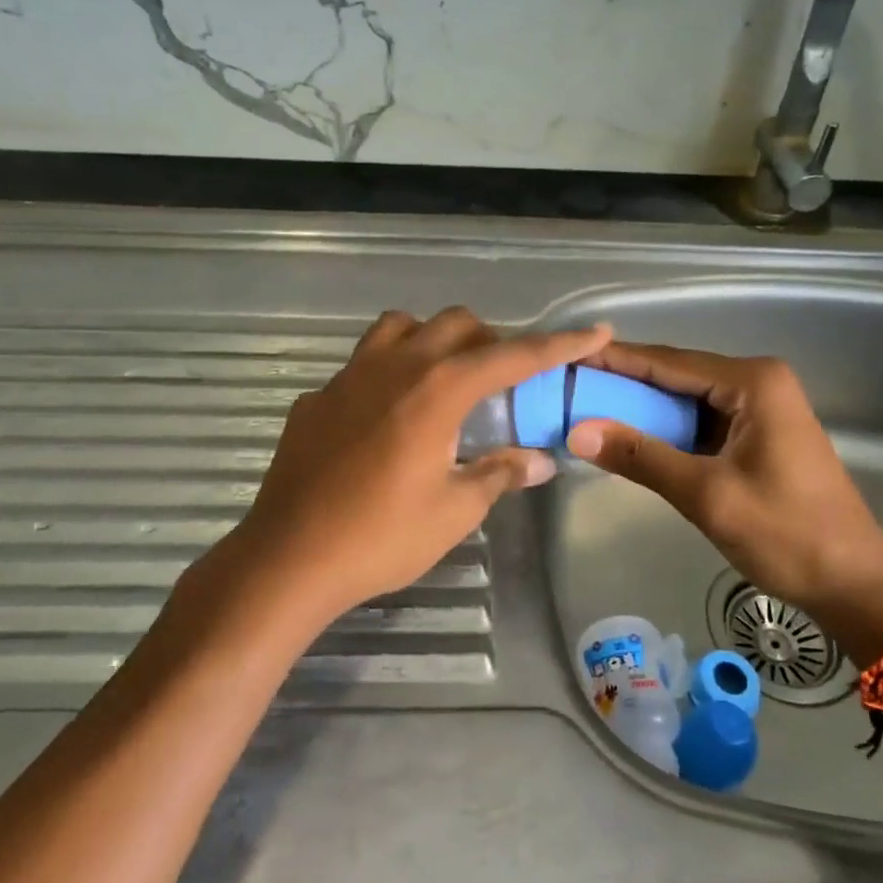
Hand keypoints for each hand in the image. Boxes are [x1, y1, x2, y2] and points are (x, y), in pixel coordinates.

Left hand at [224, 307, 610, 626]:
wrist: (288, 558)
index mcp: (437, 390)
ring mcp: (348, 377)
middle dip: (490, 340)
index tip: (594, 331)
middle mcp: (395, 366)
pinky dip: (388, 375)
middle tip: (502, 381)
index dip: (559, 344)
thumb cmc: (382, 537)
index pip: (513, 356)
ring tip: (443, 381)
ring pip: (400, 327)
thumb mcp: (455, 510)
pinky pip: (361, 365)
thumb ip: (499, 474)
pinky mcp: (316, 398)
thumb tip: (540, 460)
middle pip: (455, 324)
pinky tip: (385, 420)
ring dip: (433, 341)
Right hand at [565, 343, 882, 655]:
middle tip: (569, 387)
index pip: (668, 362)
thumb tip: (576, 430)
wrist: (854, 584)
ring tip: (586, 408)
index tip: (568, 358)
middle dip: (624, 383)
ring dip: (643, 409)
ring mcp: (760, 409)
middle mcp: (758, 383)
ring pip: (686, 400)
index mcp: (752, 383)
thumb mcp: (706, 495)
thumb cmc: (786, 535)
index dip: (615, 360)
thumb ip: (641, 456)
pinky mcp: (757, 435)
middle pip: (676, 376)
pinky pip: (701, 422)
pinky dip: (666, 430)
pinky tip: (631, 437)